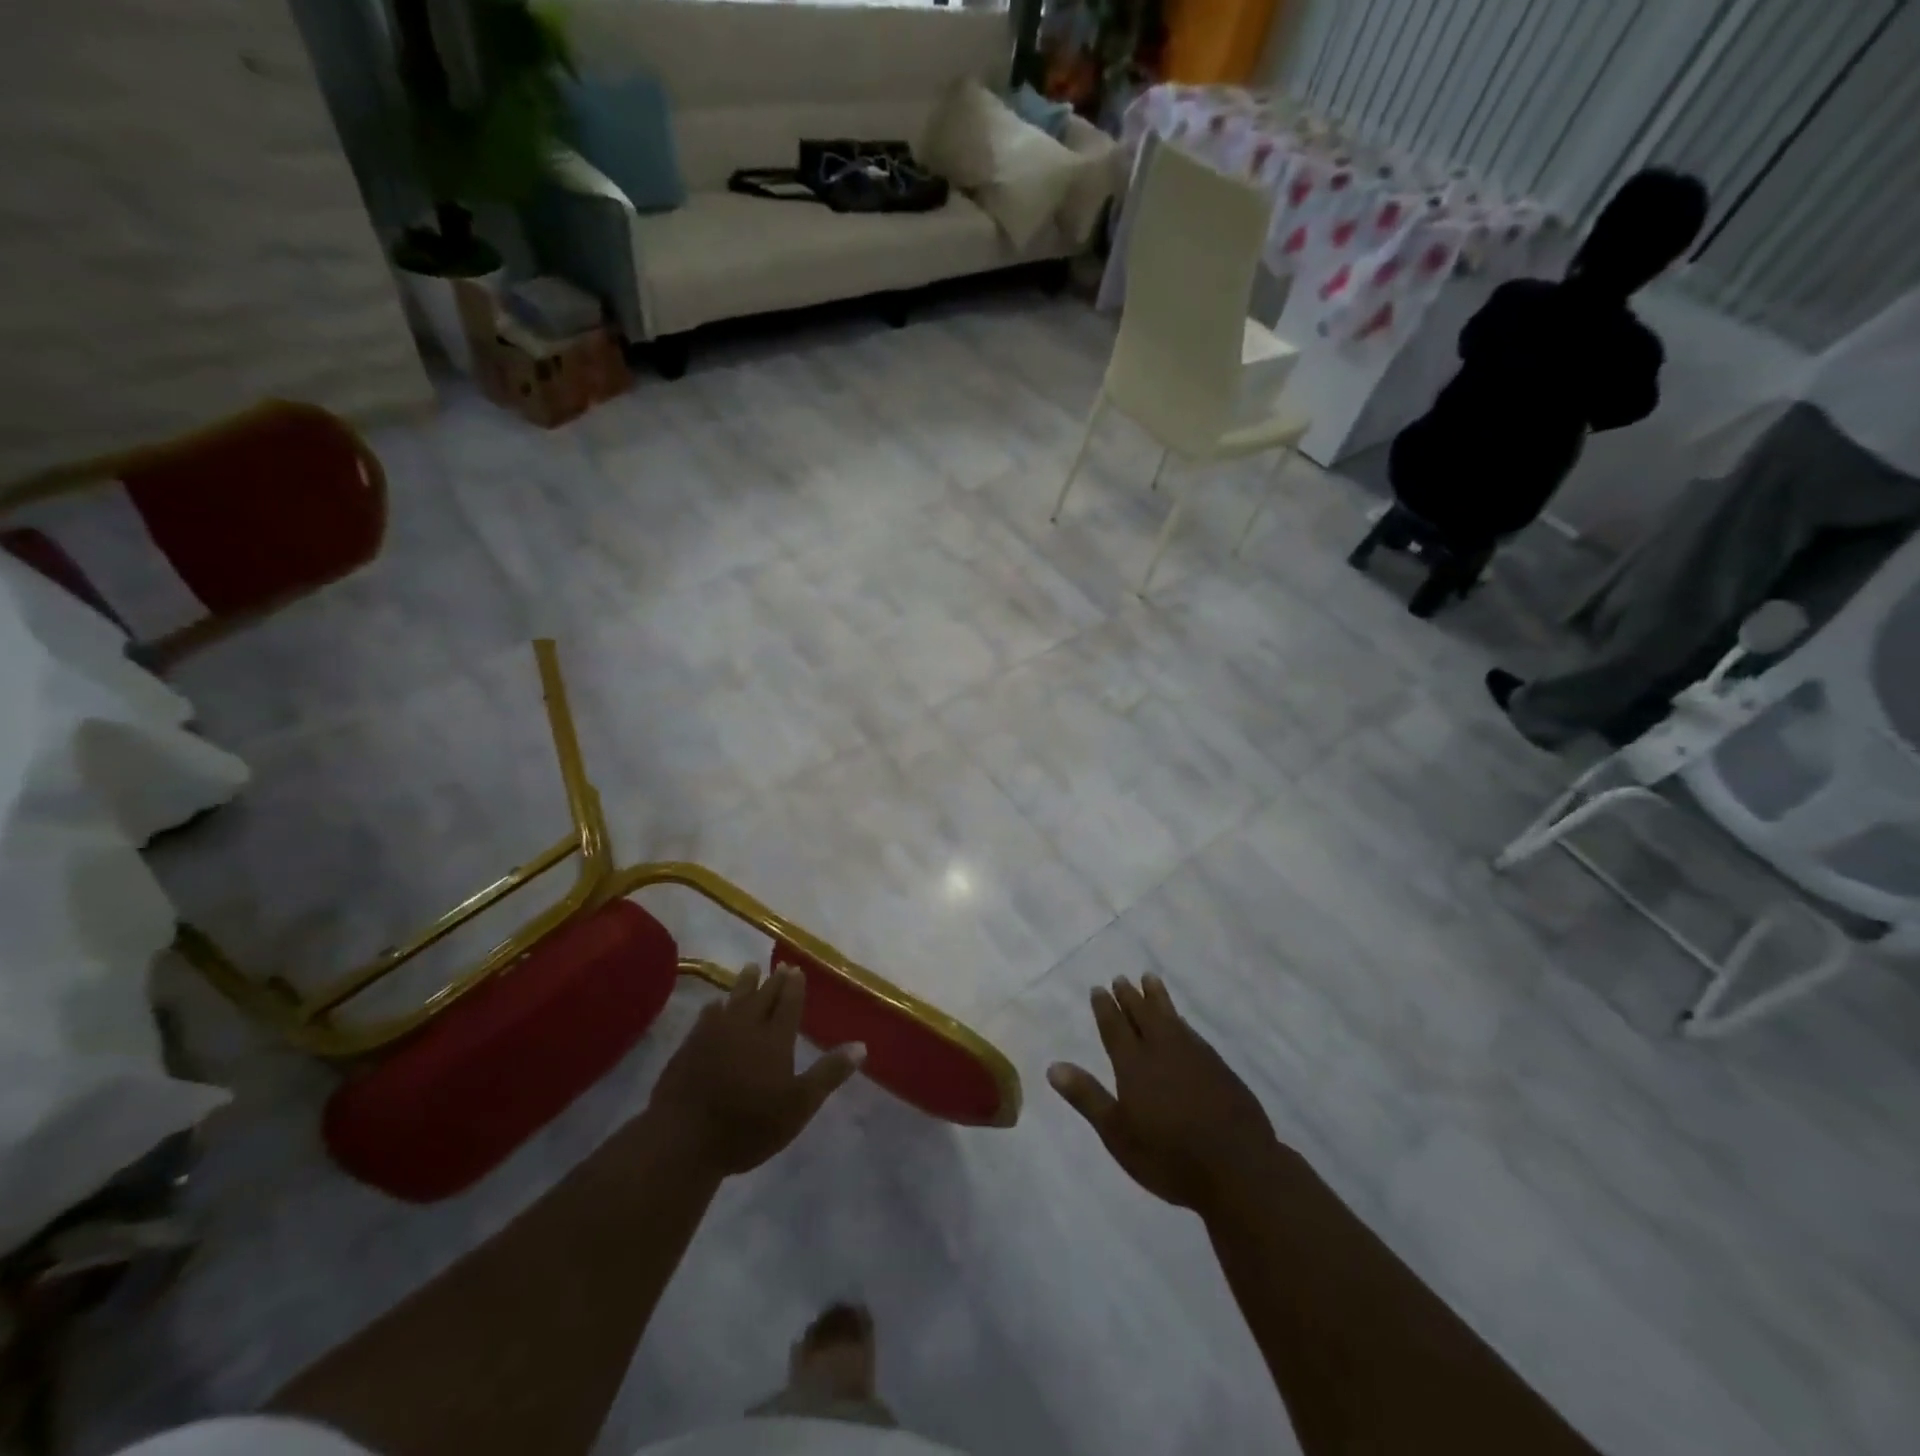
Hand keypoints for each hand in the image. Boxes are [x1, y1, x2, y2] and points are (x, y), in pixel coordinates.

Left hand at [643, 963, 863, 1179]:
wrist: (683, 1139)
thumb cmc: (748, 1125)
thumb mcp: (799, 1106)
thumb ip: (829, 1073)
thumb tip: (861, 1045)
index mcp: (775, 1038)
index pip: (789, 1003)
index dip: (794, 986)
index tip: (797, 969)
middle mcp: (746, 1027)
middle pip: (763, 996)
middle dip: (773, 981)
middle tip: (779, 966)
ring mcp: (714, 1035)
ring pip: (734, 1000)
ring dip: (744, 984)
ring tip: (751, 968)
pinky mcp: (689, 1047)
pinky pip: (706, 1017)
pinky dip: (714, 1007)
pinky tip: (714, 1004)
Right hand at [1049, 974, 1278, 1214]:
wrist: (1237, 1168)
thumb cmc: (1168, 1156)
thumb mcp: (1117, 1133)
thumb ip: (1087, 1097)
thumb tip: (1053, 1067)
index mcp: (1134, 1065)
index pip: (1115, 1028)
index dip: (1105, 1008)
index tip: (1099, 989)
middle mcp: (1162, 1050)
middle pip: (1143, 1015)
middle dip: (1130, 997)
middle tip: (1122, 978)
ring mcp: (1194, 1056)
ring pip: (1170, 1017)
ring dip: (1158, 998)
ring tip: (1150, 980)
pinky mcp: (1218, 1067)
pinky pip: (1192, 1032)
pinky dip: (1181, 1021)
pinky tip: (1181, 1022)